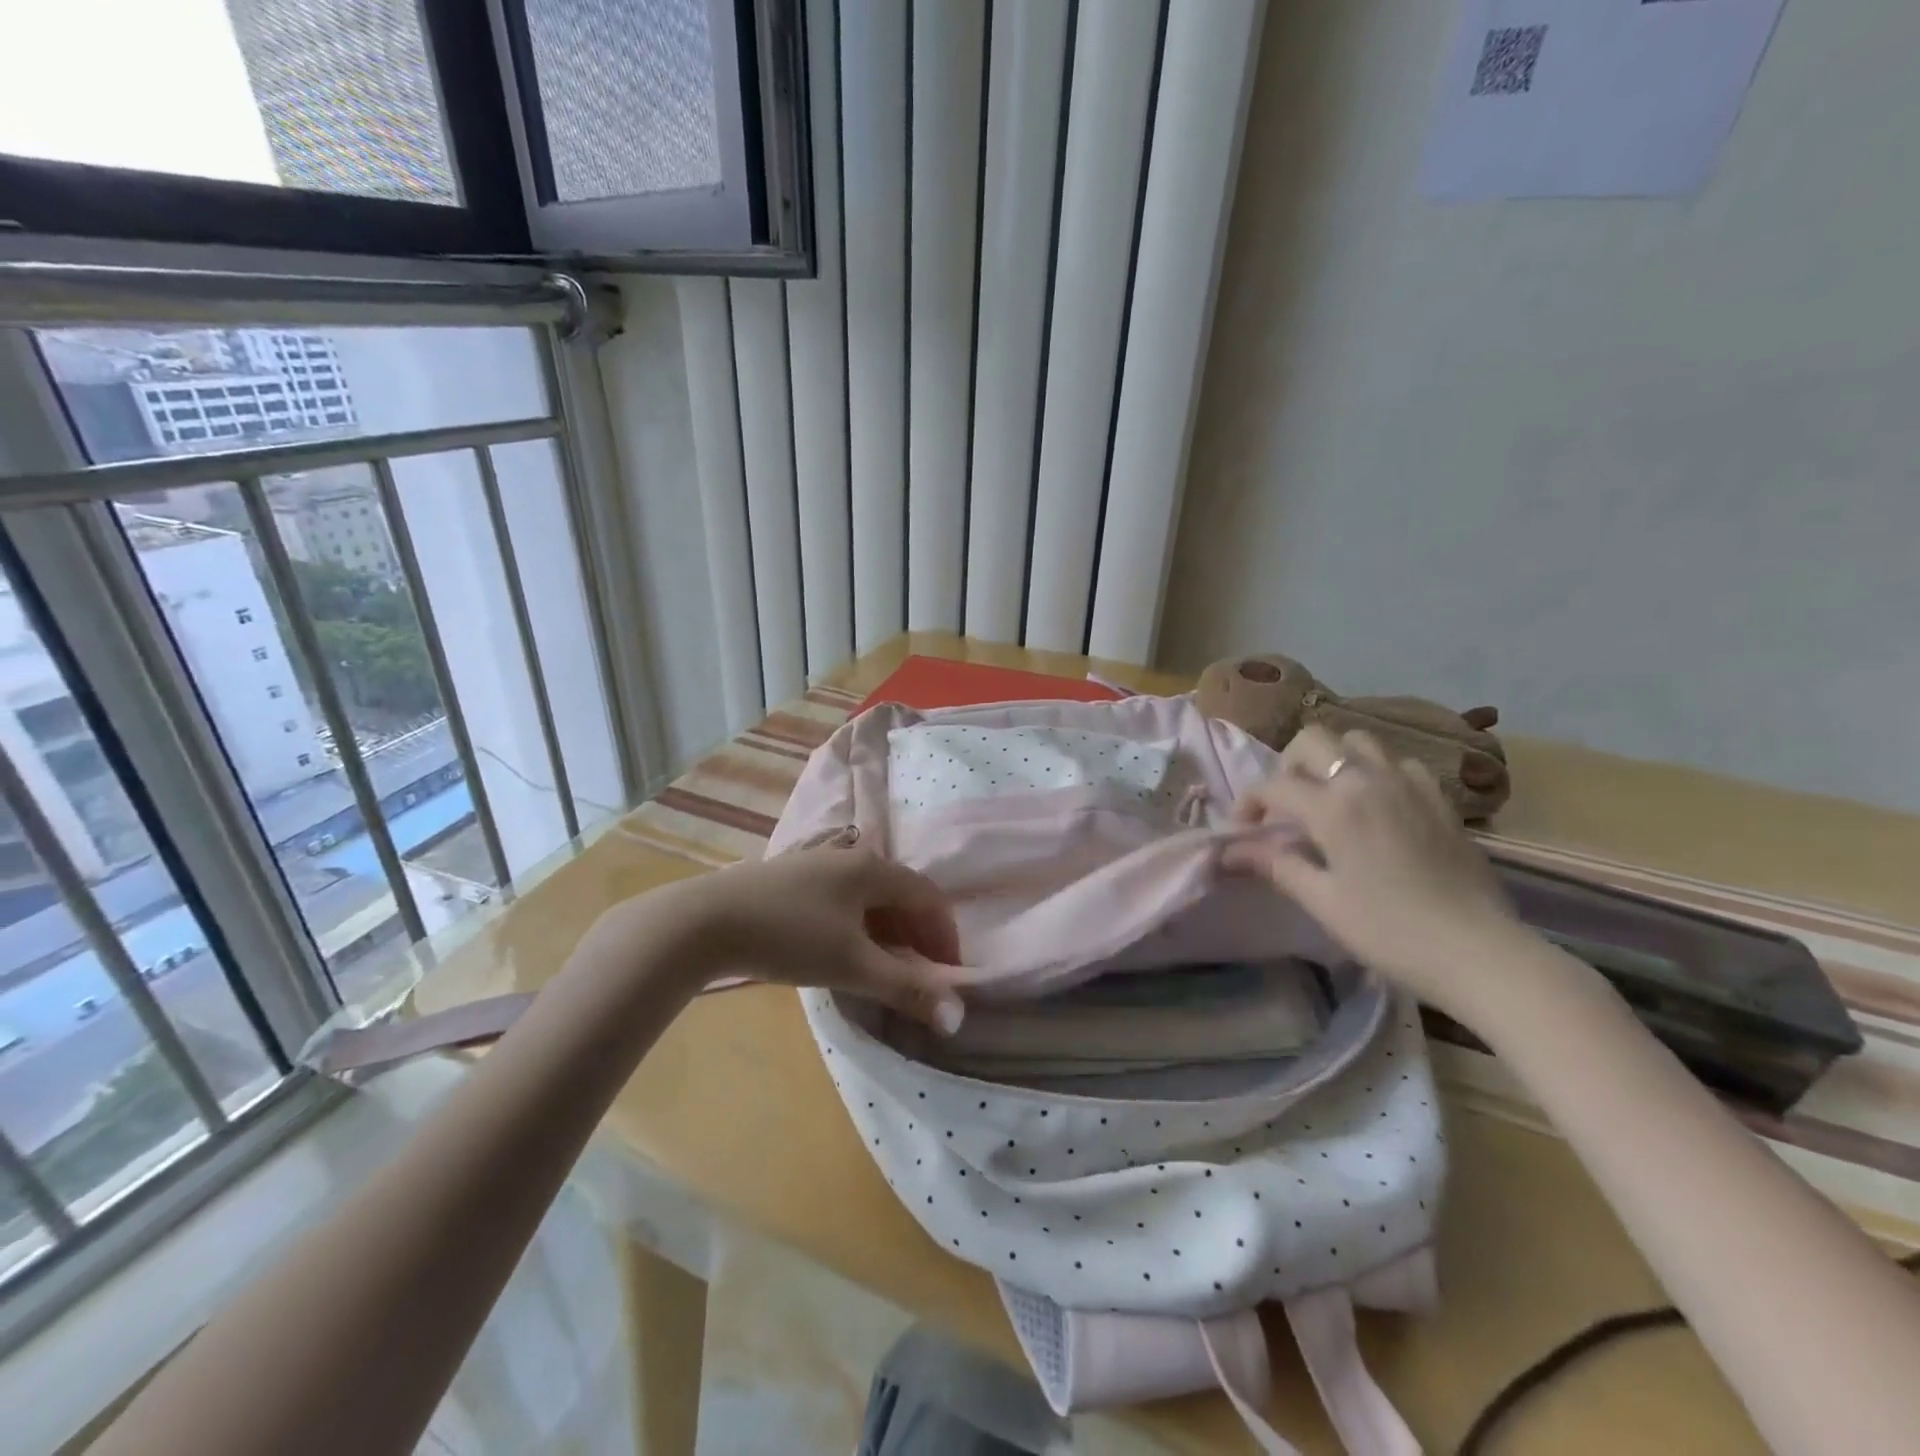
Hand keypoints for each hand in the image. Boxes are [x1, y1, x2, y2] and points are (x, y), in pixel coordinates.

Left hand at [600, 839, 968, 1030]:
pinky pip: (841, 900)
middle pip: (900, 894)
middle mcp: (850, 857)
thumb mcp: (853, 965)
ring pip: (868, 897)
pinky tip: (841, 952)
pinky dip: (857, 927)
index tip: (948, 975)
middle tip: (919, 976)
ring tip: (883, 970)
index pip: (928, 896)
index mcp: (873, 869)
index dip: (945, 935)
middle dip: (917, 935)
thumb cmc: (789, 936)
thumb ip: (906, 988)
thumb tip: (956, 1015)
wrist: (704, 922)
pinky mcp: (790, 879)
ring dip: (887, 932)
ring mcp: (817, 864)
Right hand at [1222, 726, 1524, 1018]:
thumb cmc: (1389, 932)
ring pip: (1359, 742)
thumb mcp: (1322, 902)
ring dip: (1334, 761)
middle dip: (1288, 766)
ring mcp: (1409, 785)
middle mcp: (1368, 781)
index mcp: (1334, 807)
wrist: (1480, 953)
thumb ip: (1274, 865)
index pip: (1273, 785)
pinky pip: (1400, 764)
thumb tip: (1227, 852)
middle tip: (1286, 806)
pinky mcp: (1440, 800)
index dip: (1248, 803)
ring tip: (1330, 799)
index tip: (1243, 831)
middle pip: (1314, 740)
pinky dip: (1378, 773)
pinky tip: (1378, 807)